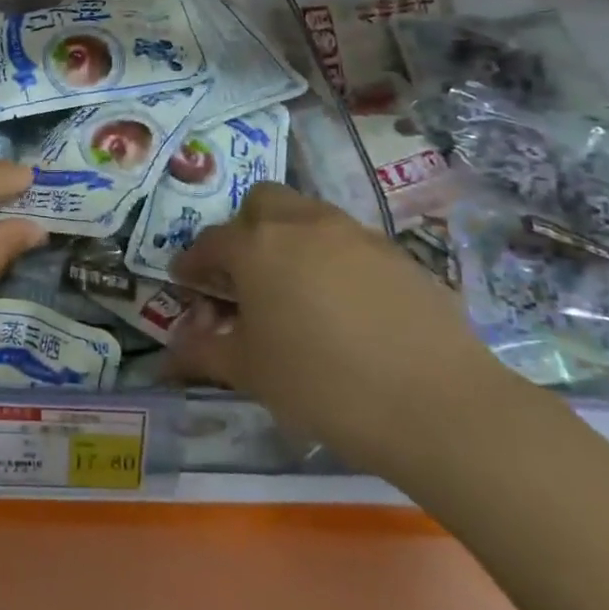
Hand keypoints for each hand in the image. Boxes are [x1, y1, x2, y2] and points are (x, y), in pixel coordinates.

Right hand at [169, 184, 518, 478]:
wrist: (438, 406)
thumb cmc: (322, 384)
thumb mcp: (249, 372)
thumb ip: (204, 352)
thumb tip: (170, 355)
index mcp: (257, 246)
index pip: (210, 242)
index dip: (193, 263)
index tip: (187, 283)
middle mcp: (304, 225)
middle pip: (262, 203)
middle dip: (244, 230)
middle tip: (244, 275)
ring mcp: (357, 235)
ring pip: (309, 216)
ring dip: (290, 240)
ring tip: (294, 290)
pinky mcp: (400, 256)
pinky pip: (351, 244)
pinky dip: (334, 261)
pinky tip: (344, 307)